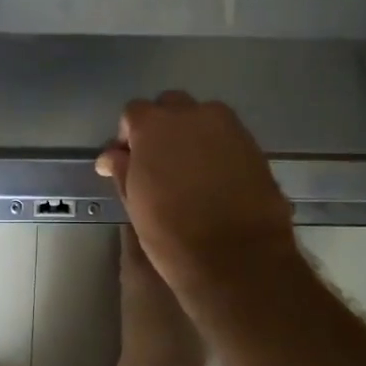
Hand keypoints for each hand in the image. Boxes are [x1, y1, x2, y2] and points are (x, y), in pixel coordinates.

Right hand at [95, 92, 296, 294]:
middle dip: (162, 126)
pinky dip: (216, 148)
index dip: (129, 135)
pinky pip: (226, 136)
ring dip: (191, 134)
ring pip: (202, 118)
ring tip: (189, 168)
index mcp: (154, 125)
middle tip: (159, 160)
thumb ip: (122, 170)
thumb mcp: (135, 203)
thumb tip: (111, 156)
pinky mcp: (254, 145)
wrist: (238, 258)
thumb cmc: (172, 234)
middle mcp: (192, 115)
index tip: (129, 160)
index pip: (134, 112)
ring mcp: (228, 127)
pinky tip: (214, 177)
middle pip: (170, 106)